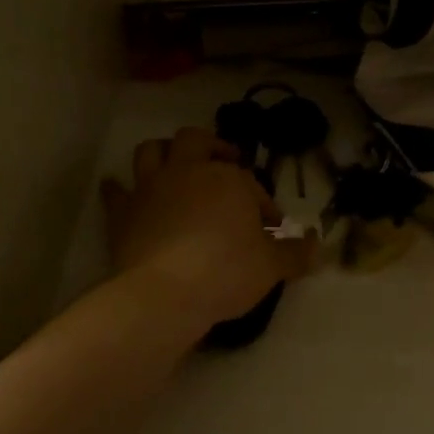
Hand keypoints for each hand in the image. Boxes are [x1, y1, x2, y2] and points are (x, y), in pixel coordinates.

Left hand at [101, 127, 314, 330]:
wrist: (166, 291)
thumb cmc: (226, 271)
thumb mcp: (271, 266)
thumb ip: (295, 253)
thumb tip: (317, 246)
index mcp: (227, 179)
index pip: (250, 183)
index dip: (262, 202)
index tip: (270, 226)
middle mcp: (187, 172)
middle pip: (196, 141)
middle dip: (211, 147)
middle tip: (224, 161)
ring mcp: (150, 188)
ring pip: (152, 151)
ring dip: (163, 152)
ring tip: (174, 164)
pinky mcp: (123, 212)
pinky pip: (115, 192)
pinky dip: (117, 189)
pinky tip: (117, 189)